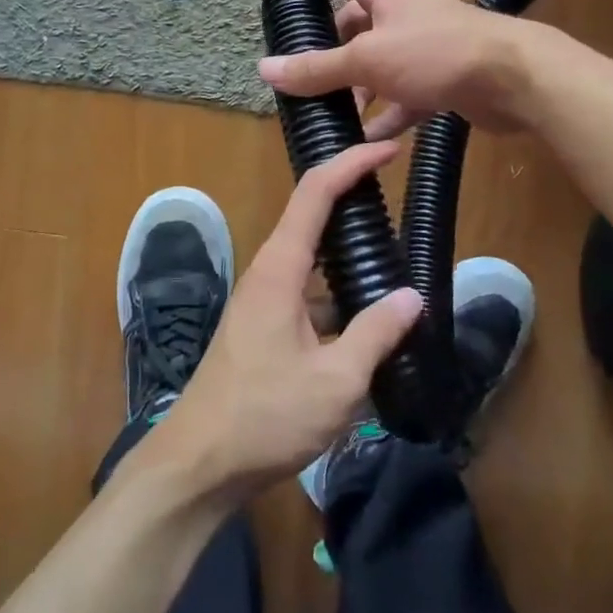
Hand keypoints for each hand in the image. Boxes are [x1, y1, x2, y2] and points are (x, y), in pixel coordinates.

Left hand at [134, 143, 423, 504]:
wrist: (200, 463)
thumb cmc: (265, 417)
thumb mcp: (335, 381)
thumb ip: (377, 334)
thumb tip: (413, 296)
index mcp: (279, 269)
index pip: (315, 193)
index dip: (350, 164)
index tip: (387, 150)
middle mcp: (268, 273)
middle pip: (311, 216)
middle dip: (352, 196)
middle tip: (398, 191)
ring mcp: (263, 300)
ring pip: (312, 258)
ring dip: (348, 250)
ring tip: (396, 251)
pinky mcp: (265, 326)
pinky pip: (308, 291)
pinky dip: (339, 290)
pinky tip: (371, 314)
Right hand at [256, 0, 528, 136]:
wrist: (516, 80)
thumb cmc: (437, 53)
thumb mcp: (369, 60)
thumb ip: (318, 68)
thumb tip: (266, 70)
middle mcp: (400, 10)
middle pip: (350, 23)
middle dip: (325, 50)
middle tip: (300, 75)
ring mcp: (422, 44)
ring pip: (375, 62)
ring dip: (354, 88)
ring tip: (331, 115)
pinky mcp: (440, 76)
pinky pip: (401, 94)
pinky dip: (385, 114)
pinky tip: (368, 140)